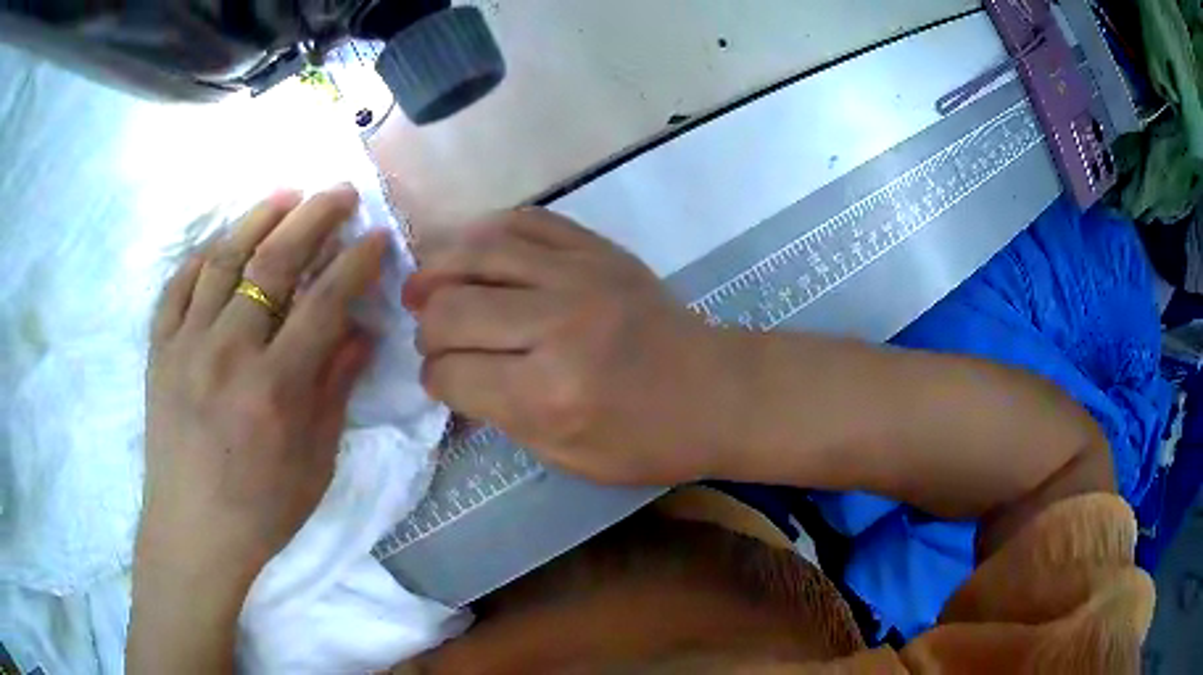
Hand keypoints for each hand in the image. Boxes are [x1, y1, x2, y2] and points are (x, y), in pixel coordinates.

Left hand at [129, 187, 387, 672]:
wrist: (193, 534)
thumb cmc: (262, 510)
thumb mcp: (315, 462)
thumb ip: (336, 390)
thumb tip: (361, 332)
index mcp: (275, 388)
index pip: (325, 302)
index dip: (356, 263)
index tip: (377, 236)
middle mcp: (228, 353)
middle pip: (274, 262)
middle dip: (313, 218)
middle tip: (339, 193)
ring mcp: (186, 346)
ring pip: (223, 259)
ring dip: (258, 219)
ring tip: (285, 195)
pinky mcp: (158, 351)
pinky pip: (177, 287)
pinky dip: (201, 257)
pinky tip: (220, 243)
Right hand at [403, 209, 738, 484]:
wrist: (720, 391)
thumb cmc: (649, 441)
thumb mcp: (568, 458)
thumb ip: (502, 416)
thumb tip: (454, 376)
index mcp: (549, 394)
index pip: (451, 373)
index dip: (434, 379)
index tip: (440, 380)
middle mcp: (557, 325)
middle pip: (451, 310)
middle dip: (428, 330)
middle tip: (434, 337)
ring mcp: (579, 275)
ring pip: (477, 253)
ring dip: (438, 271)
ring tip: (424, 287)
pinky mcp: (597, 249)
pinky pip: (524, 221)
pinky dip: (485, 232)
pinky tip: (470, 251)